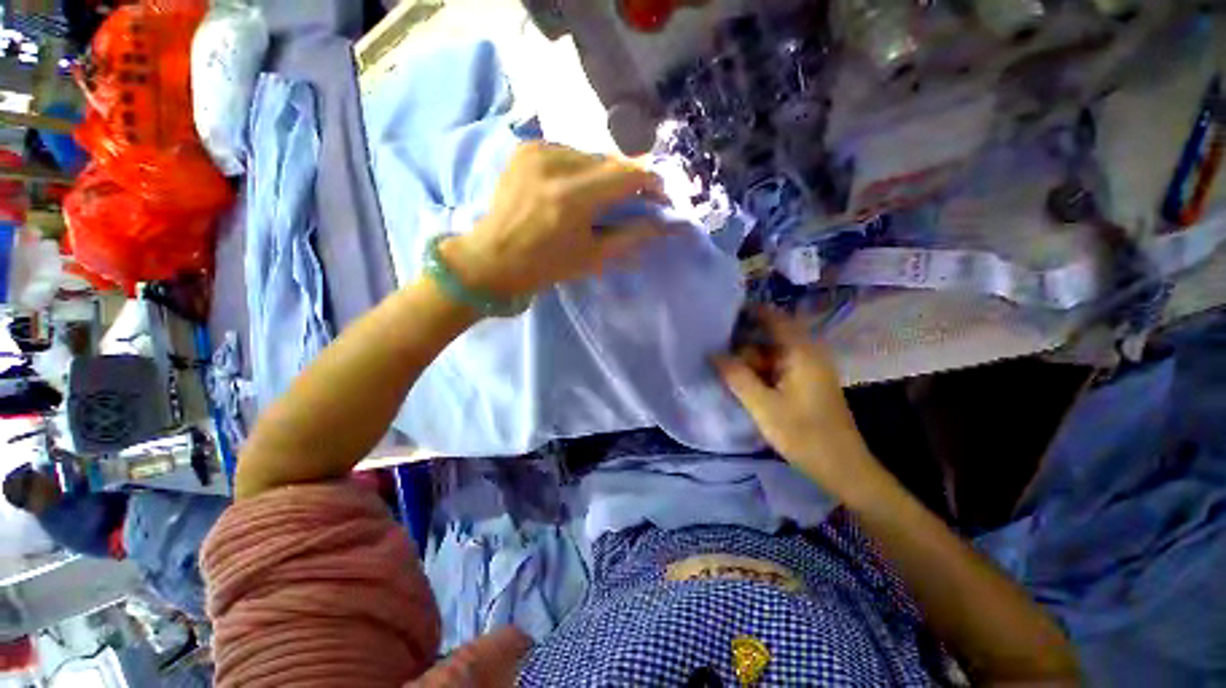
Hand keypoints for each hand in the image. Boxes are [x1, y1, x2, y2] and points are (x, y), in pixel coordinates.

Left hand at [441, 142, 667, 300]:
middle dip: (626, 181)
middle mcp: (555, 163)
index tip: (659, 197)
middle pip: (609, 161)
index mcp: (572, 197)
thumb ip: (631, 235)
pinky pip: (567, 153)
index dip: (650, 182)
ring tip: (597, 199)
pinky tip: (572, 189)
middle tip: (630, 202)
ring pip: (589, 155)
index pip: (627, 174)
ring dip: (602, 175)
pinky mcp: (525, 148)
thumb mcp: (593, 257)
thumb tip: (662, 224)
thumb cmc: (546, 266)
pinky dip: (579, 169)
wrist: (492, 259)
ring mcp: (537, 151)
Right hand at [715, 308, 885, 502]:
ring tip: (727, 372)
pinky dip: (760, 371)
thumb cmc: (803, 434)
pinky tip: (745, 384)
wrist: (842, 467)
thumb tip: (713, 353)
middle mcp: (808, 353)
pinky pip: (778, 366)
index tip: (722, 315)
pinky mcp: (807, 381)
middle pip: (769, 336)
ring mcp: (809, 367)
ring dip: (751, 361)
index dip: (748, 312)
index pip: (773, 318)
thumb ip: (737, 376)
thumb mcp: (763, 405)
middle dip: (744, 345)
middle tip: (718, 356)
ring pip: (772, 353)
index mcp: (801, 352)